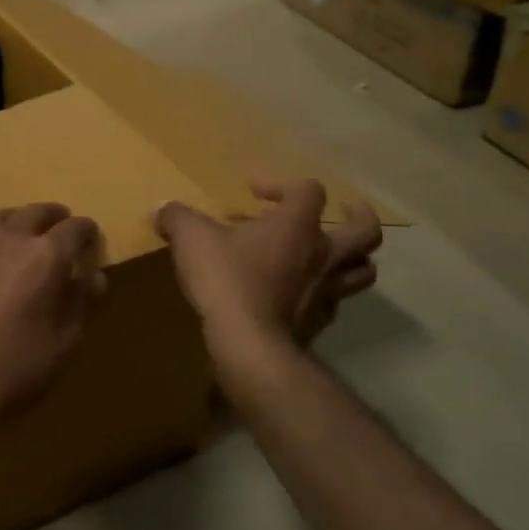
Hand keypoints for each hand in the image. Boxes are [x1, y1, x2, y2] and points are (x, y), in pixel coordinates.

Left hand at [0, 203, 105, 485]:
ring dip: (14, 224)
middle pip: (35, 212)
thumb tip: (94, 276)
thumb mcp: (64, 345)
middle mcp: (8, 238)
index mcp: (45, 257)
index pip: (75, 229)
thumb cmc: (14, 372)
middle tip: (57, 226)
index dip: (86, 231)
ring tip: (17, 236)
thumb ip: (83, 304)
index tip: (89, 238)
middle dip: (52, 217)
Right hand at [155, 180, 380, 363]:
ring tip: (334, 253)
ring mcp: (326, 291)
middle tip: (346, 210)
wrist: (249, 345)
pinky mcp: (319, 324)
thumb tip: (162, 209)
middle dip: (359, 216)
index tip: (253, 193)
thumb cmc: (227, 280)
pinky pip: (334, 303)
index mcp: (297, 225)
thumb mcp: (191, 239)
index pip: (309, 190)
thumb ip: (177, 217)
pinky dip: (325, 294)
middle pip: (366, 231)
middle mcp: (323, 254)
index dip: (283, 184)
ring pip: (363, 271)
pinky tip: (303, 294)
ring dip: (353, 258)